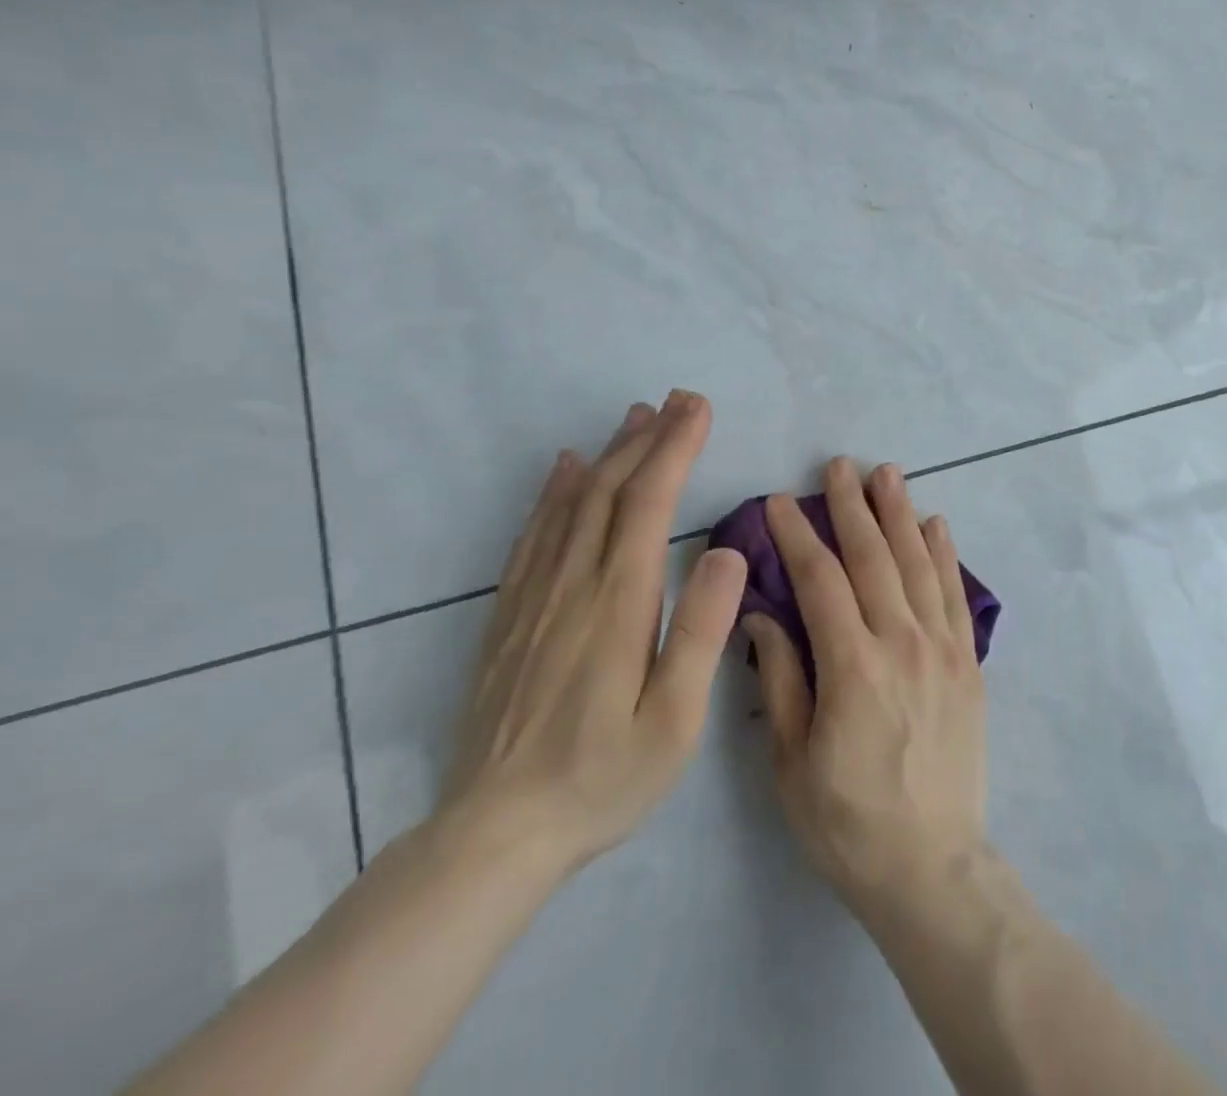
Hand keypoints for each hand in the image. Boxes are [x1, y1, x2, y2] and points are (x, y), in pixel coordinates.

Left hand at [439, 390, 747, 874]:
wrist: (494, 835)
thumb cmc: (603, 777)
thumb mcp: (676, 719)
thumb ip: (703, 630)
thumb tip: (724, 551)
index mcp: (618, 603)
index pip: (647, 504)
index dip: (674, 449)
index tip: (697, 409)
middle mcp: (573, 585)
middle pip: (609, 490)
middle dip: (647, 438)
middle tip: (677, 399)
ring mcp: (534, 598)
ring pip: (571, 505)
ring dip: (606, 454)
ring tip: (634, 417)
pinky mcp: (509, 617)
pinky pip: (533, 536)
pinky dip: (553, 493)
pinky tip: (564, 470)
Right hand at [745, 458, 987, 919]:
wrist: (930, 864)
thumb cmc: (847, 821)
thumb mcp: (791, 761)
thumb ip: (779, 679)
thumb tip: (761, 615)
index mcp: (852, 665)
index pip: (821, 580)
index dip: (798, 536)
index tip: (779, 502)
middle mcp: (902, 642)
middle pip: (874, 558)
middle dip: (851, 507)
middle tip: (837, 466)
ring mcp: (943, 648)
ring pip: (918, 564)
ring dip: (900, 514)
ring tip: (887, 474)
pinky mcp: (968, 662)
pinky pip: (956, 594)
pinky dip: (945, 554)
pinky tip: (936, 523)